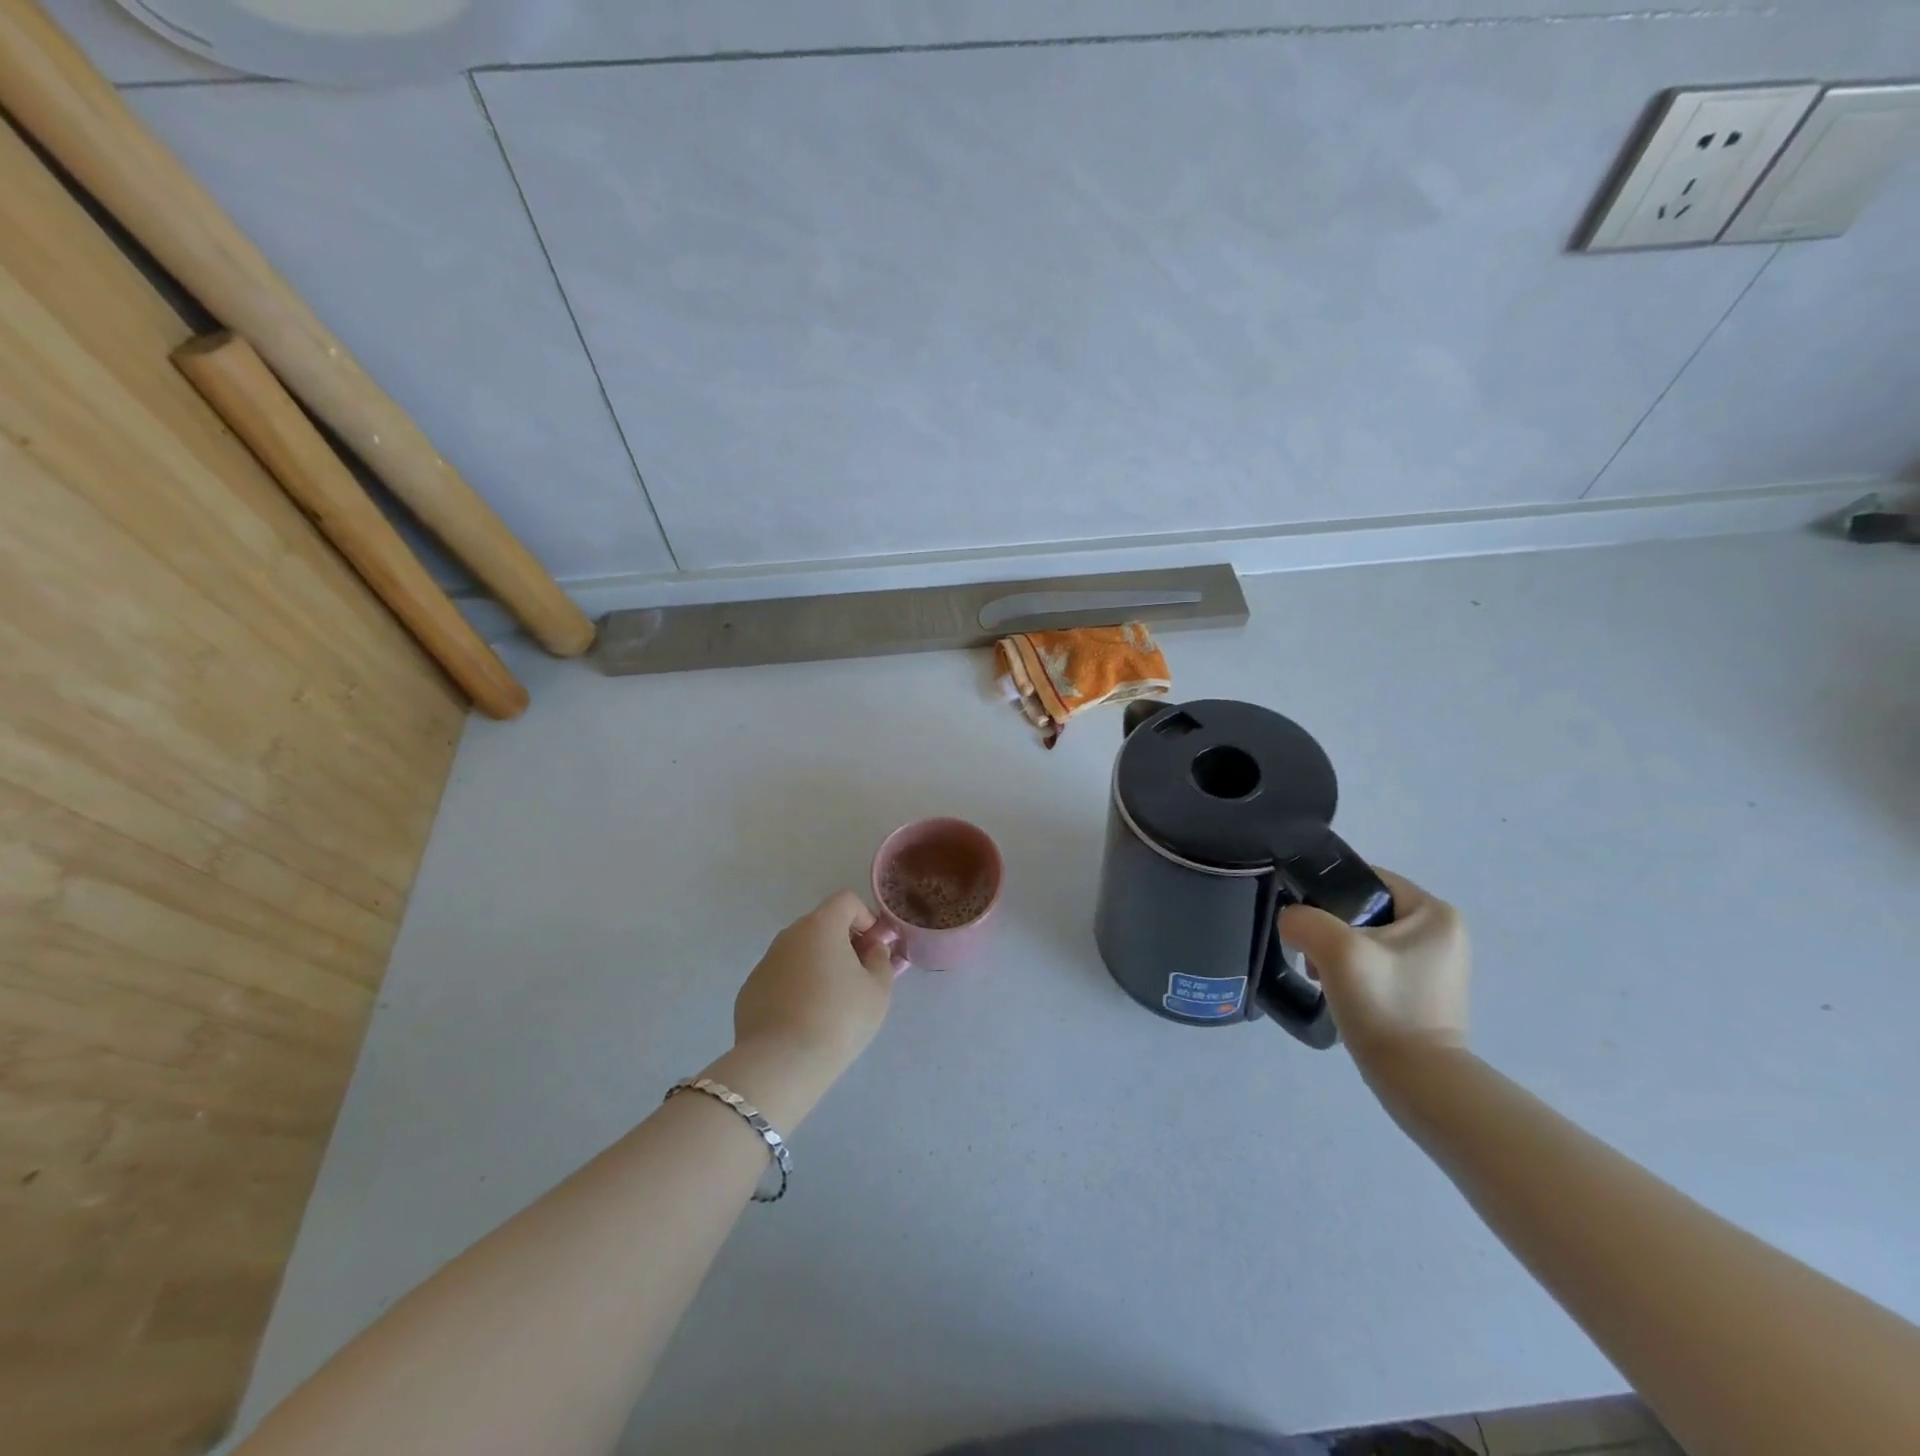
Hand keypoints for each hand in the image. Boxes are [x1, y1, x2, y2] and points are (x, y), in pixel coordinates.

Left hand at [731, 891, 896, 1078]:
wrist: (782, 1063)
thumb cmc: (839, 1018)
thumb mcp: (878, 989)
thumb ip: (880, 959)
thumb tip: (873, 948)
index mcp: (821, 926)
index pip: (846, 900)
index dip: (865, 918)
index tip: (874, 949)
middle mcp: (789, 935)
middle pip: (822, 925)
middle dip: (843, 942)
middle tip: (858, 977)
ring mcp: (765, 962)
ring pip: (799, 952)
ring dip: (818, 965)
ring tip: (830, 1003)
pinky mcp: (749, 990)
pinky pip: (781, 977)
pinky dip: (795, 987)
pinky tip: (803, 1019)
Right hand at [1276, 868, 1469, 1074]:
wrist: (1419, 1082)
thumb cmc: (1386, 1006)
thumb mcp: (1336, 950)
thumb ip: (1303, 920)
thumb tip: (1292, 922)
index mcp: (1435, 913)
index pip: (1367, 879)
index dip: (1328, 892)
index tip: (1305, 920)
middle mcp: (1443, 933)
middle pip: (1364, 909)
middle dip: (1330, 929)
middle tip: (1312, 956)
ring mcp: (1436, 965)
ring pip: (1366, 938)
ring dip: (1337, 953)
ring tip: (1322, 977)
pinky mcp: (1424, 992)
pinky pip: (1376, 964)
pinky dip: (1352, 973)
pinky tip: (1340, 993)